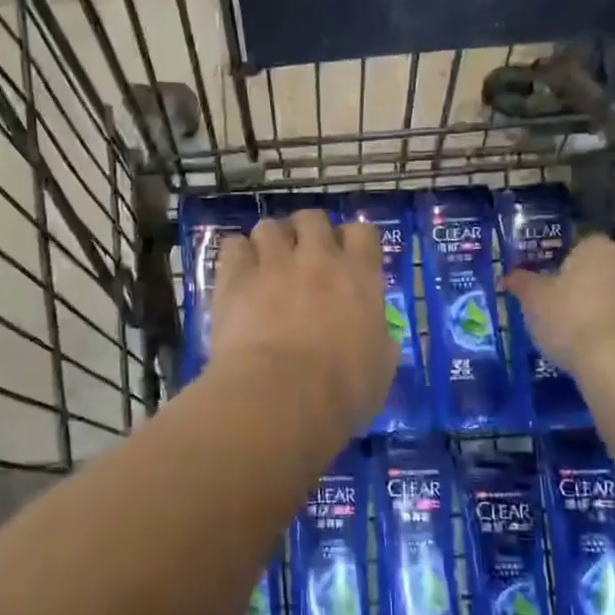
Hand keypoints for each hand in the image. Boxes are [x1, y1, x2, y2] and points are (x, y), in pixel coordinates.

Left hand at [207, 210, 396, 436]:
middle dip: (308, 232)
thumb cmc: (342, 390)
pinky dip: (237, 256)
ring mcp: (273, 263)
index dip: (352, 242)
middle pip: (312, 218)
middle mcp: (317, 258)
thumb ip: (380, 340)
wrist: (281, 396)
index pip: (362, 232)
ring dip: (271, 242)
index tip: (346, 259)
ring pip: (269, 226)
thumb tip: (378, 335)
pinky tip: (238, 275)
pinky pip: (233, 245)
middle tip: (303, 258)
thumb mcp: (381, 369)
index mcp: (359, 276)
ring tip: (266, 265)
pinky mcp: (235, 277)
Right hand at [501, 233, 614, 374]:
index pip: (577, 246)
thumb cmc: (569, 318)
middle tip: (556, 305)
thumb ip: (520, 282)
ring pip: (611, 291)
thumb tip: (508, 276)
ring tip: (572, 328)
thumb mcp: (533, 299)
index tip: (546, 285)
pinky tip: (591, 342)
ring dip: (596, 304)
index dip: (560, 265)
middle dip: (580, 283)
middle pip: (596, 268)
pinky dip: (609, 323)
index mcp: (598, 246)